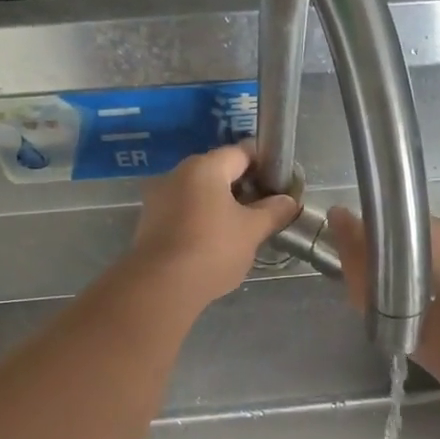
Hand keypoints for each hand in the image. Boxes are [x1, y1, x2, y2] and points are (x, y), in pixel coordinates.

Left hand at [128, 145, 298, 311]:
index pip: (241, 152)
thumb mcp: (252, 231)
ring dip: (223, 205)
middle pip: (219, 172)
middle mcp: (178, 174)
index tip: (281, 184)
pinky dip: (203, 219)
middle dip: (245, 187)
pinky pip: (185, 212)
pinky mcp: (150, 223)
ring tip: (245, 229)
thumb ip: (274, 211)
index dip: (265, 164)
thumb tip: (288, 201)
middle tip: (267, 209)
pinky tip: (217, 242)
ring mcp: (160, 198)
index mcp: (204, 167)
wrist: (161, 286)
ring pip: (200, 193)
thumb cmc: (212, 249)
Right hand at [329, 208, 439, 313]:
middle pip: (414, 244)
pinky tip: (417, 317)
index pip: (397, 222)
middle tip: (379, 285)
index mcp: (431, 221)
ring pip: (432, 268)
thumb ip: (349, 236)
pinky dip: (432, 299)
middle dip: (398, 259)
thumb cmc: (402, 295)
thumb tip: (338, 212)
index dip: (379, 238)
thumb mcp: (360, 264)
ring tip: (398, 306)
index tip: (366, 257)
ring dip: (416, 281)